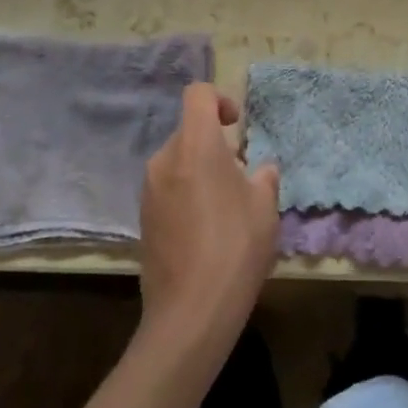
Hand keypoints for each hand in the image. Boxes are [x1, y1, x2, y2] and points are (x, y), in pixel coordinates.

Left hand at [138, 83, 279, 353]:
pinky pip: (167, 187)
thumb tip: (259, 169)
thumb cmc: (235, 247)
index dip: (219, 99)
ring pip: (178, 161)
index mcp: (195, 145)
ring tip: (225, 206)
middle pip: (189, 131)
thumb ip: (263, 177)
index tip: (237, 125)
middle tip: (241, 176)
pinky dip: (186, 192)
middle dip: (215, 143)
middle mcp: (164, 159)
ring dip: (200, 169)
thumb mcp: (265, 207)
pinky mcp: (142, 218)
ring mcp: (148, 190)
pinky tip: (205, 229)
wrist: (190, 312)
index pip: (197, 95)